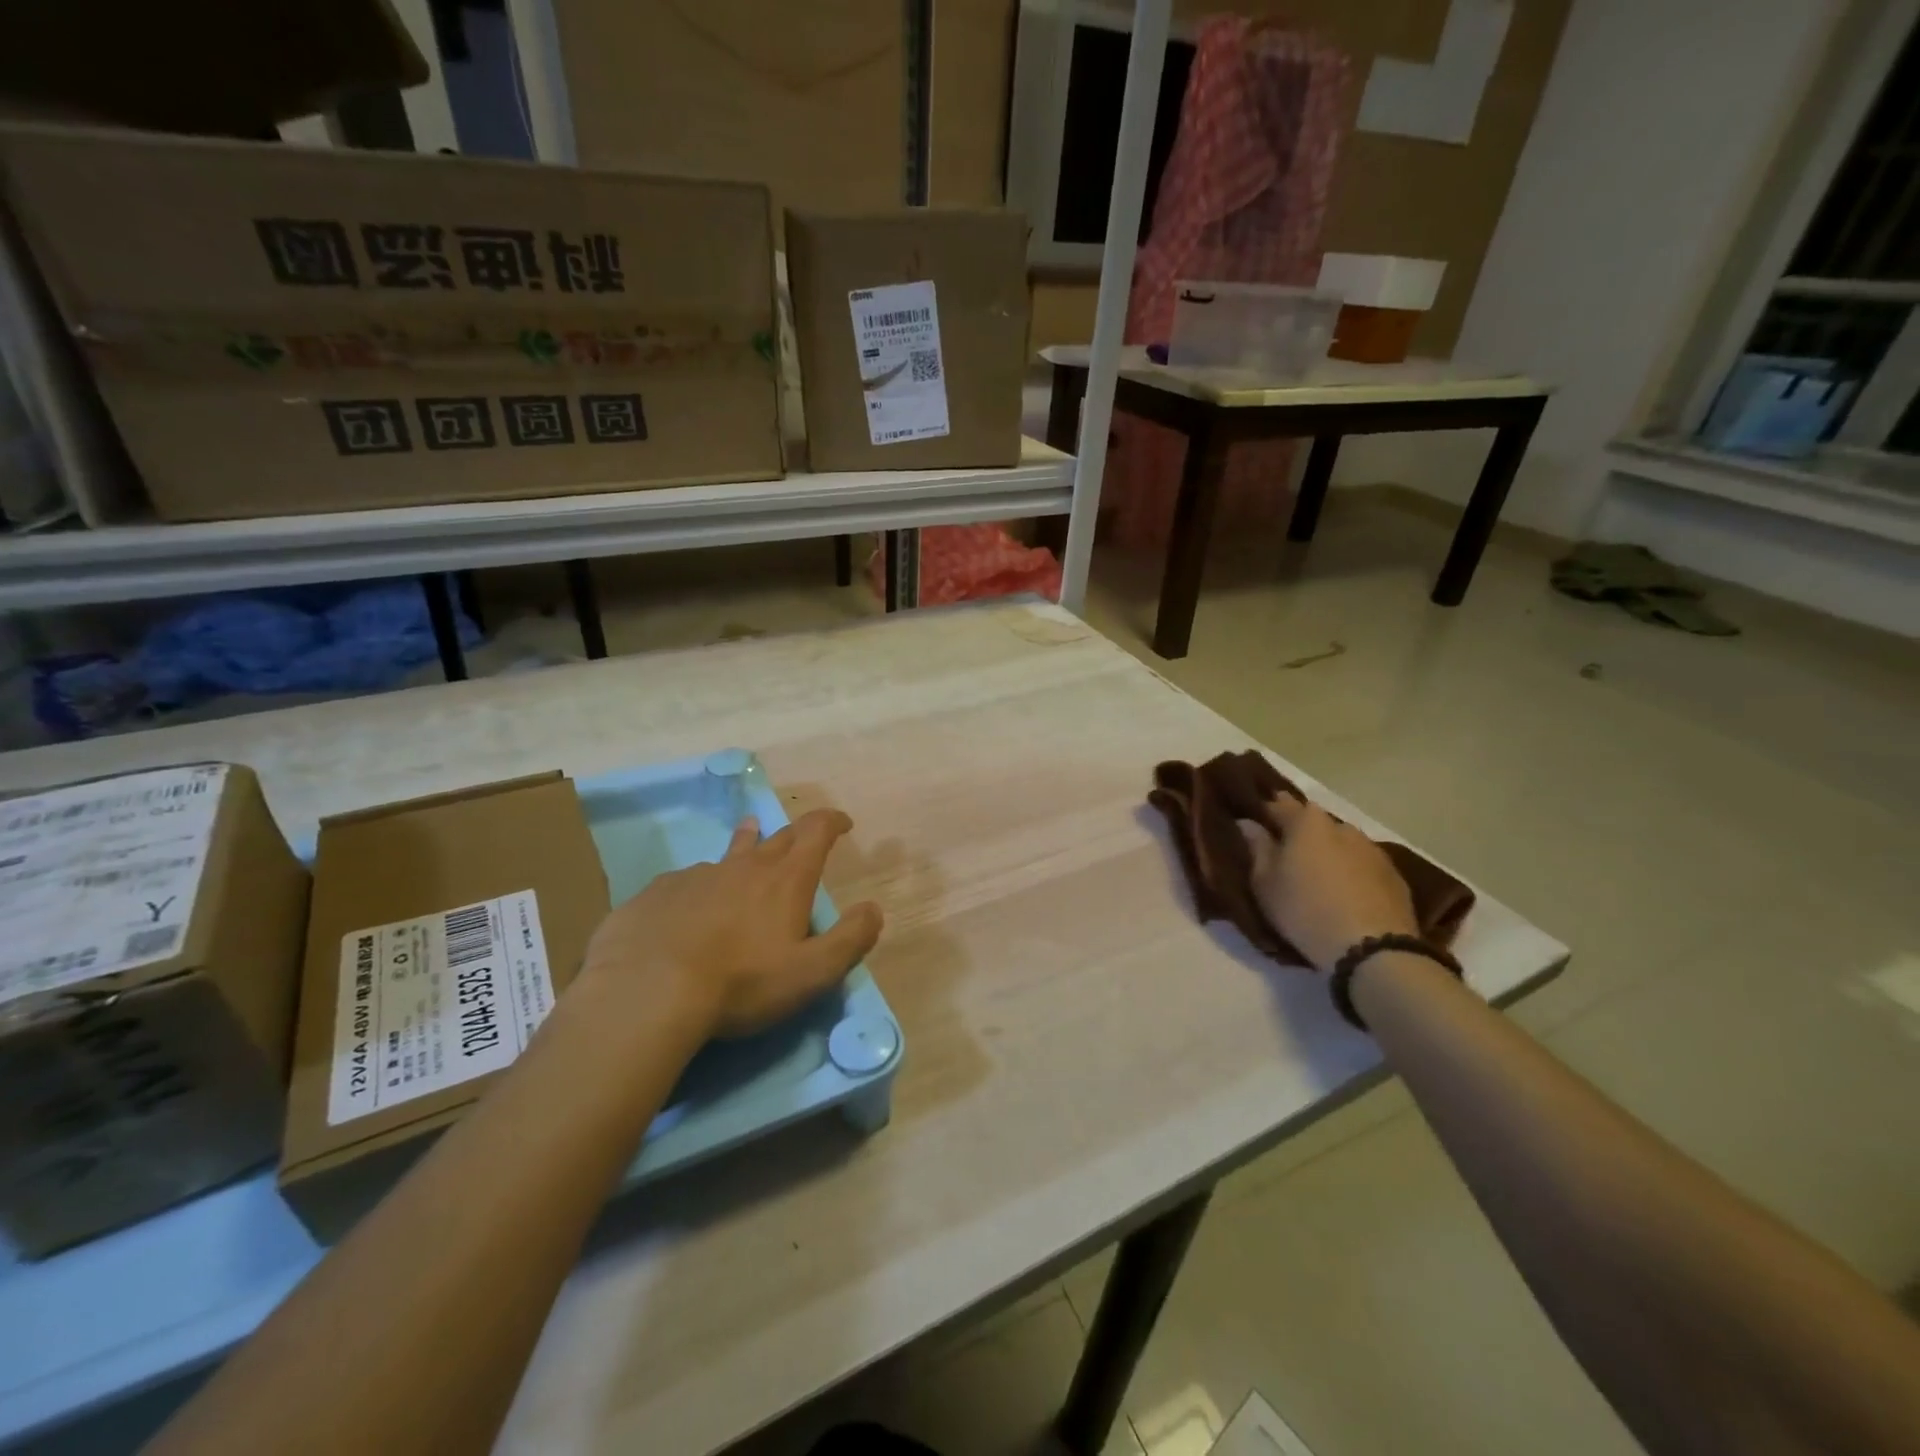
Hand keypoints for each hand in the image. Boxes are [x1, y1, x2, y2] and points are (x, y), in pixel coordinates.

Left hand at [582, 809, 882, 1039]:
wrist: (647, 993)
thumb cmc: (741, 983)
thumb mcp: (811, 973)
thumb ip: (850, 940)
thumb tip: (873, 910)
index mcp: (785, 880)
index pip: (816, 832)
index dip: (832, 822)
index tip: (842, 822)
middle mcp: (743, 867)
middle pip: (775, 837)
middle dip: (794, 833)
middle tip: (801, 835)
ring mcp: (697, 876)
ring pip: (729, 853)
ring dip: (746, 844)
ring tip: (748, 835)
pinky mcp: (657, 893)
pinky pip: (687, 880)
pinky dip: (702, 883)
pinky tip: (691, 902)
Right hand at [1237, 795, 1416, 973]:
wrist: (1373, 949)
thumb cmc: (1305, 910)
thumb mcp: (1265, 883)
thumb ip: (1257, 848)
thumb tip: (1249, 823)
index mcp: (1306, 822)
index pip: (1279, 804)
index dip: (1264, 812)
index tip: (1253, 824)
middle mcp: (1341, 826)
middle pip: (1313, 822)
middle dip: (1298, 833)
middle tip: (1284, 854)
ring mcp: (1372, 849)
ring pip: (1340, 842)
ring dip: (1327, 852)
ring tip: (1316, 875)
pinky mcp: (1394, 875)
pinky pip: (1362, 865)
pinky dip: (1350, 871)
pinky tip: (1344, 891)